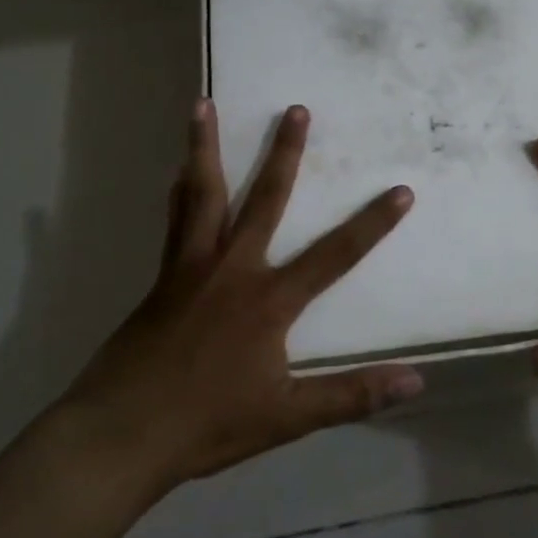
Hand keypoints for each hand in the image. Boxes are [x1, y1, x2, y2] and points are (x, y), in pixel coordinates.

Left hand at [64, 99, 423, 485]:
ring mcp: (190, 268)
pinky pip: (174, 221)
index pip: (334, 255)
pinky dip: (179, 192)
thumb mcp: (287, 417)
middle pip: (264, 200)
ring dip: (205, 148)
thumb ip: (351, 395)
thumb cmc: (208, 424)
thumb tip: (416, 382)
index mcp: (268, 300)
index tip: (401, 190)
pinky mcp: (162, 278)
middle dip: (285, 154)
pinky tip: (176, 174)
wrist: (121, 433)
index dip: (372, 224)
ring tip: (202, 104)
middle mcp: (232, 269)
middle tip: (295, 109)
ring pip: (202, 194)